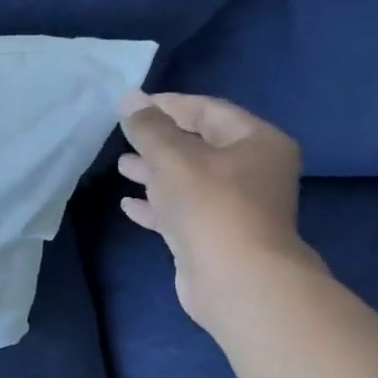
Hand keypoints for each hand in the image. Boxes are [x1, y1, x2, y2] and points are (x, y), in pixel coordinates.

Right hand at [116, 93, 316, 330]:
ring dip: (155, 173)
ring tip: (121, 166)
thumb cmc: (210, 205)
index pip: (209, 111)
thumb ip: (149, 128)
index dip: (170, 105)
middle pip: (200, 146)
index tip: (133, 105)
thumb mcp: (173, 157)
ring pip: (189, 180)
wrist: (234, 278)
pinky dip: (157, 205)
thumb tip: (130, 98)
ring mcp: (235, 207)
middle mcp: (253, 171)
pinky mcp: (215, 236)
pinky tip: (128, 204)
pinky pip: (182, 212)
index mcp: (256, 142)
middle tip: (125, 135)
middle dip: (161, 141)